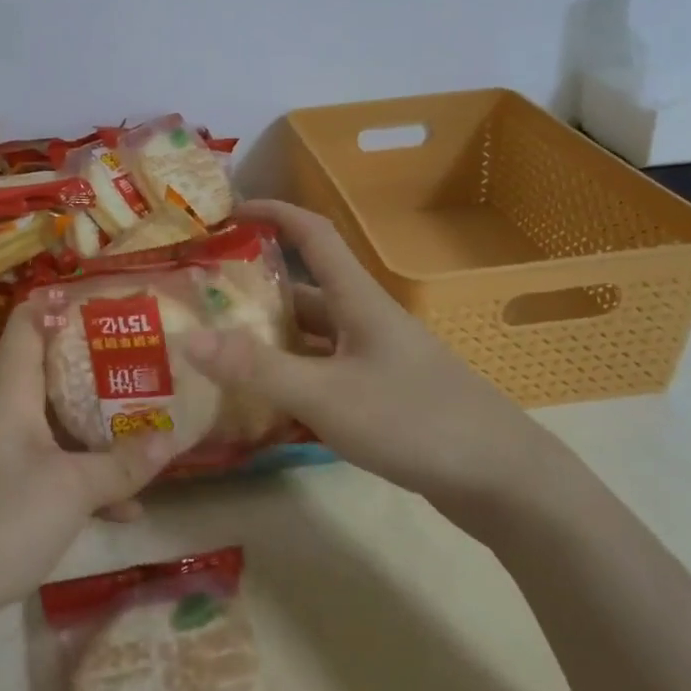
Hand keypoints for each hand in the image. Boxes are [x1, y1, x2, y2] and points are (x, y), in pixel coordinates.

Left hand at [0, 305, 179, 618]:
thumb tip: (171, 439)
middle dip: (98, 370)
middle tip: (147, 364)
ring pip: (55, 425)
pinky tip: (125, 507)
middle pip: (51, 373)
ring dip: (97, 429)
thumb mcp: (70, 489)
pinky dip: (83, 478)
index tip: (112, 304)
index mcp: (11, 391)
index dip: (65, 305)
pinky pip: (49, 469)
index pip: (29, 321)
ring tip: (148, 427)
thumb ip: (121, 465)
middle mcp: (2, 413)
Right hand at [179, 200, 560, 534]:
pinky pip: (323, 373)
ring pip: (311, 337)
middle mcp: (365, 321)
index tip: (228, 210)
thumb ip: (258, 369)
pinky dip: (291, 378)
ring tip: (217, 349)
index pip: (313, 234)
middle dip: (255, 288)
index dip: (273, 212)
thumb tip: (187, 338)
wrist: (503, 480)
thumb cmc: (415, 421)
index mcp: (357, 300)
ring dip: (270, 338)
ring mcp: (376, 360)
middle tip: (202, 298)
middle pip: (304, 290)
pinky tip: (261, 402)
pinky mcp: (382, 396)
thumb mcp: (327, 395)